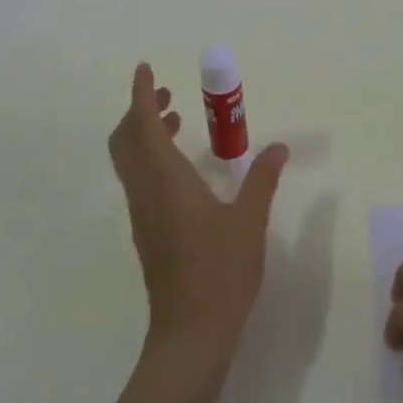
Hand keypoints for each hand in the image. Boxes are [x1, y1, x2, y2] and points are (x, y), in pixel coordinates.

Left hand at [108, 63, 288, 357]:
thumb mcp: (249, 221)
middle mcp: (145, 191)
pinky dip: (151, 158)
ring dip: (144, 134)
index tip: (145, 69)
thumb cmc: (220, 272)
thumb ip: (262, 179)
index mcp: (166, 180)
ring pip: (130, 161)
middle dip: (139, 111)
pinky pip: (139, 181)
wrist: (190, 333)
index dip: (141, 94)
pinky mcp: (146, 232)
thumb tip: (277, 147)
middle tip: (167, 96)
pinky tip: (183, 168)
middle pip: (125, 140)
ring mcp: (142, 214)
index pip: (142, 124)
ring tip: (176, 121)